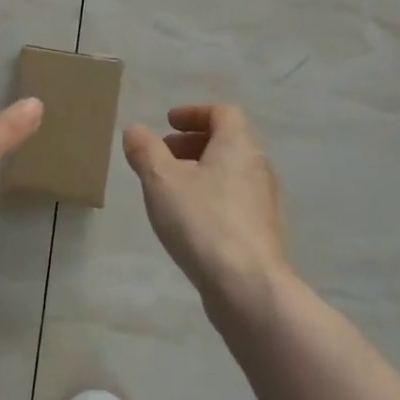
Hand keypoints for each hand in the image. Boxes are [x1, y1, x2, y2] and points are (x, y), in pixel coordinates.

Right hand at [122, 104, 289, 314]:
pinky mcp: (263, 231)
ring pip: (232, 172)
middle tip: (164, 153)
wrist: (248, 287)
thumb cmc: (203, 222)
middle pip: (228, 141)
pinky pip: (235, 200)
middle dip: (194, 142)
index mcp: (238, 145)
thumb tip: (134, 130)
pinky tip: (191, 220)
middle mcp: (258, 166)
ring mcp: (264, 201)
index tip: (168, 123)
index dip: (194, 113)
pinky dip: (212, 196)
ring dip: (202, 170)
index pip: (223, 113)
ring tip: (171, 188)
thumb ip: (145, 151)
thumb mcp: (161, 181)